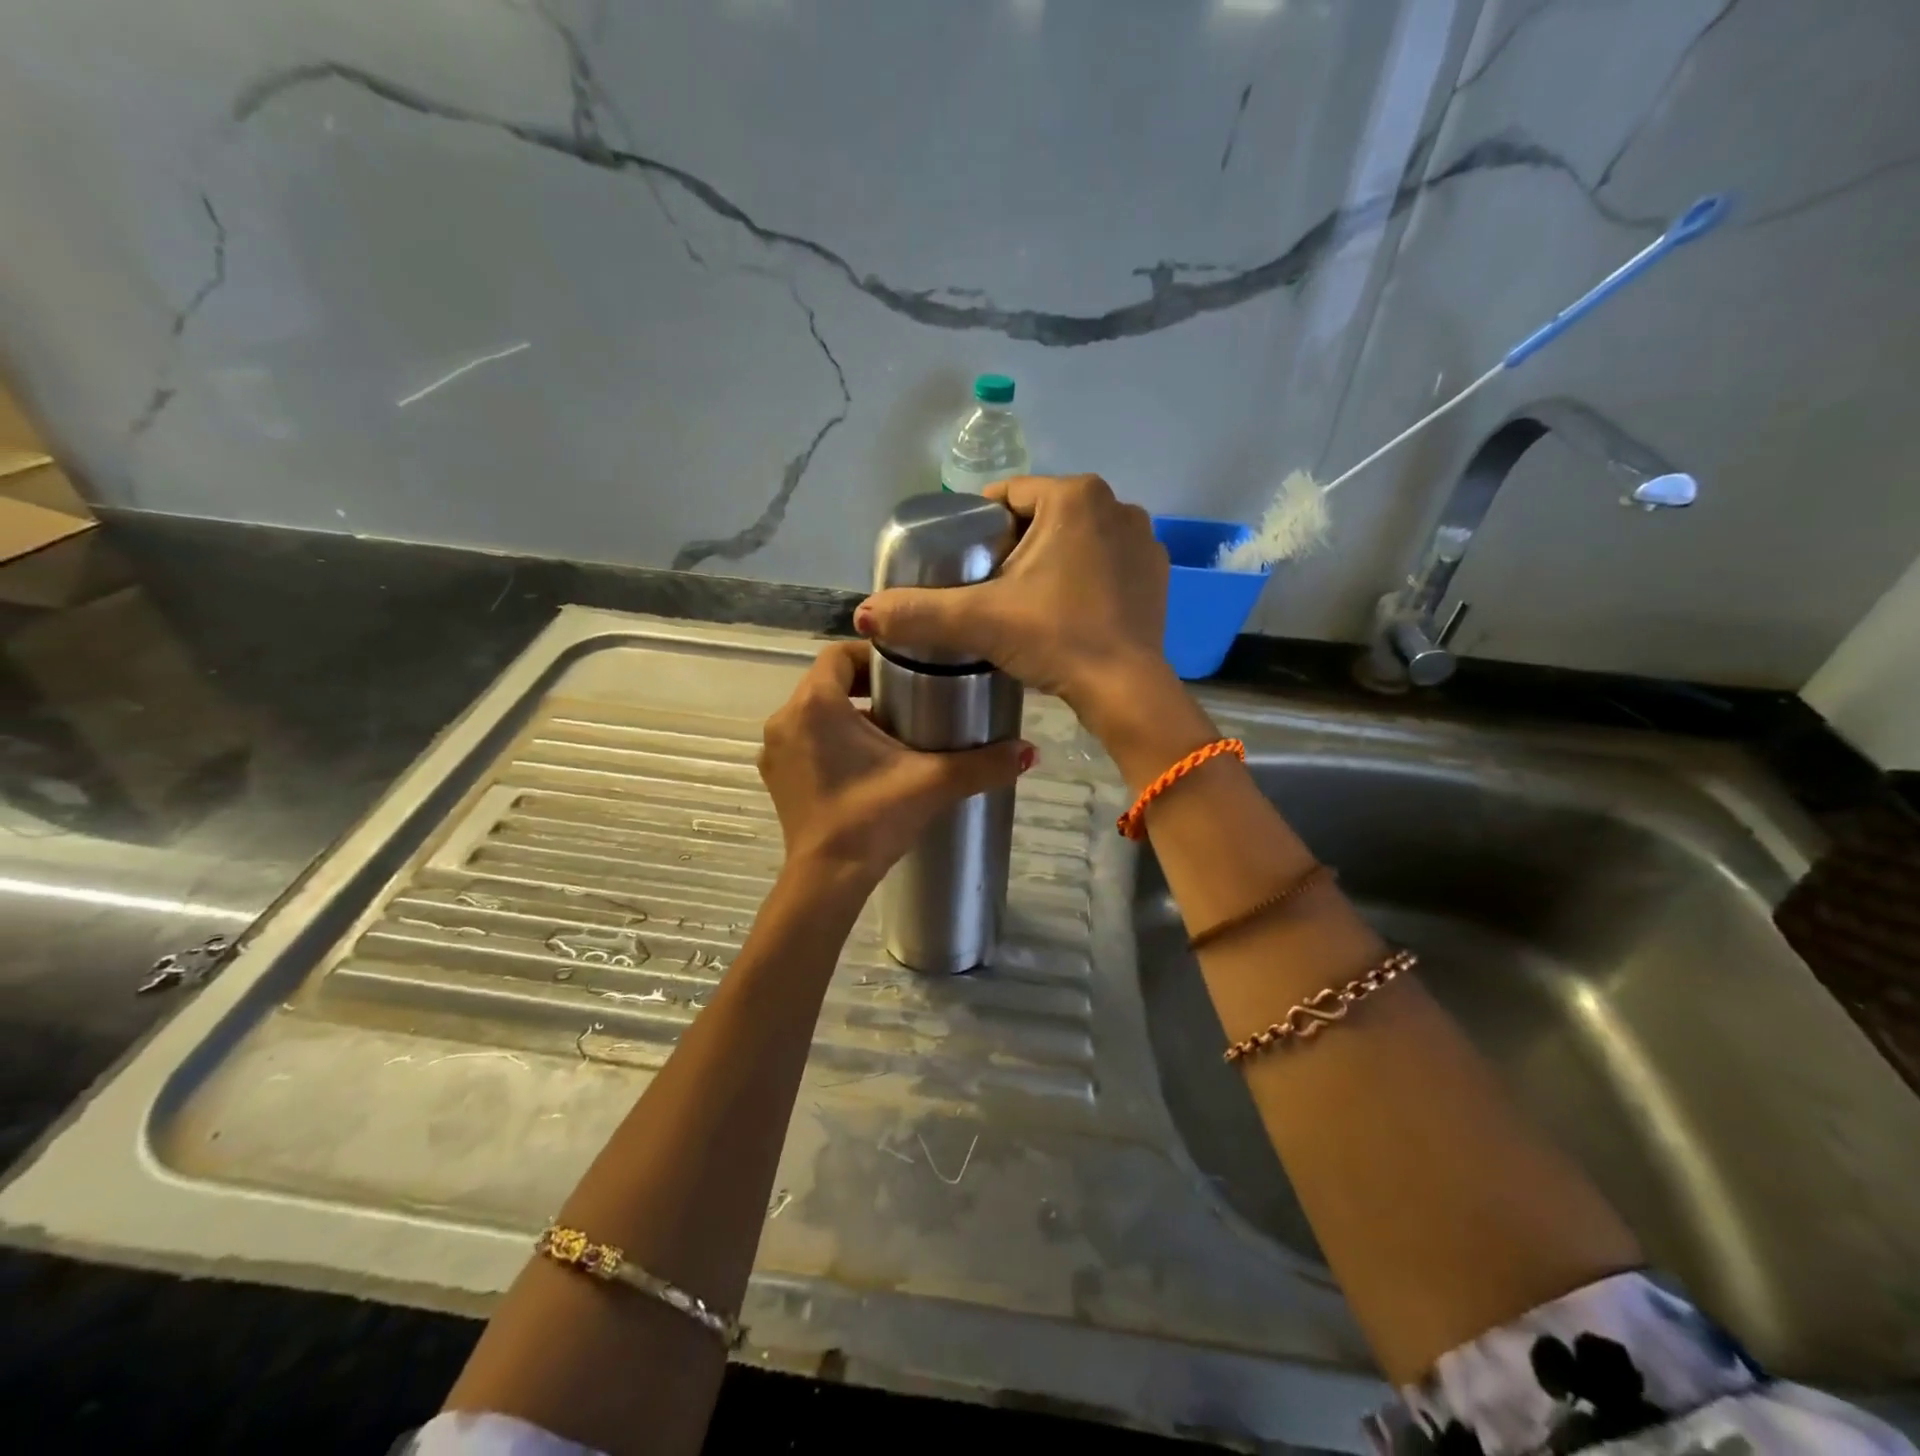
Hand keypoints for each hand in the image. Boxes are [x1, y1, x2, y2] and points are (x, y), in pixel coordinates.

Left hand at [759, 641, 1034, 889]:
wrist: (827, 880)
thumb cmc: (872, 818)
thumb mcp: (933, 783)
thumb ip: (983, 764)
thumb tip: (1030, 751)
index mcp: (816, 704)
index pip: (839, 654)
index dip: (872, 655)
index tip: (906, 669)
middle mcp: (787, 719)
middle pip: (827, 683)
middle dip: (865, 687)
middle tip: (908, 699)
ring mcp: (775, 751)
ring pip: (815, 713)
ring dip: (848, 715)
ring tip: (892, 734)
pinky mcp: (776, 777)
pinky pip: (804, 741)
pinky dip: (831, 741)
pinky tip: (864, 765)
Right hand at [852, 475, 1169, 726]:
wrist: (1125, 690)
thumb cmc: (1055, 638)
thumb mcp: (979, 621)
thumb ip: (917, 612)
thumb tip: (862, 615)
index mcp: (1074, 496)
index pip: (1007, 497)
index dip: (977, 528)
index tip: (962, 562)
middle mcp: (1117, 505)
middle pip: (1042, 518)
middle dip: (1013, 546)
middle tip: (988, 589)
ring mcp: (1143, 540)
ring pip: (1076, 540)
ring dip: (1050, 561)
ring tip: (1025, 603)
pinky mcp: (1157, 575)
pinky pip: (1106, 563)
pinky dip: (1084, 578)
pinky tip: (1067, 611)